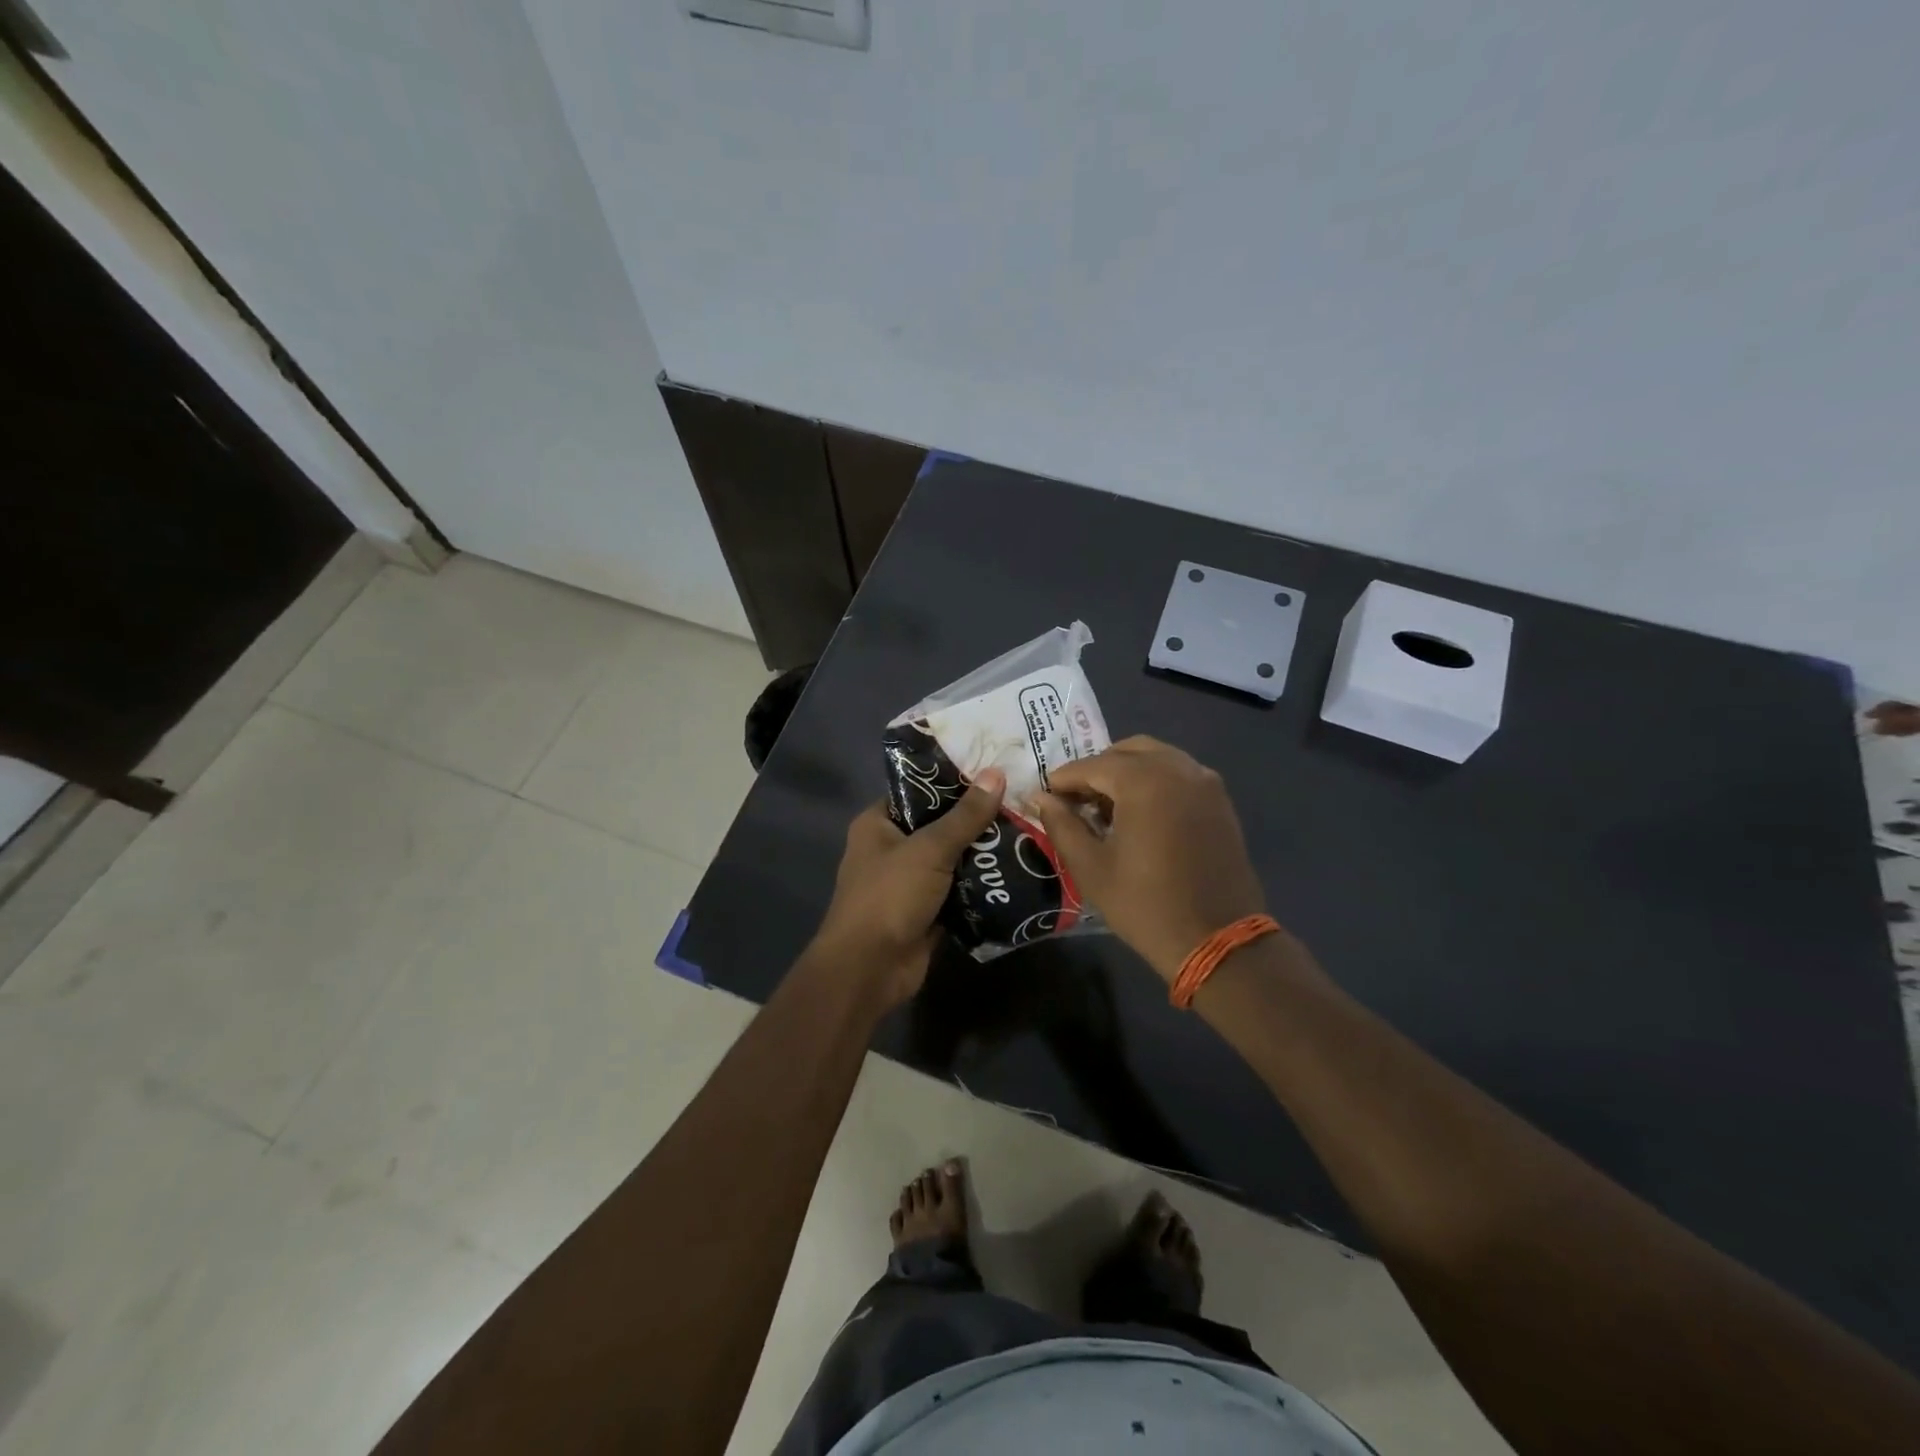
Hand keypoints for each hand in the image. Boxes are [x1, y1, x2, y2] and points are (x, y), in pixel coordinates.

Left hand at [812, 768, 1005, 1008]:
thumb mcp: (929, 849)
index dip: (953, 780)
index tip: (993, 771)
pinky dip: (981, 885)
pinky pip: (959, 890)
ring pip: (952, 859)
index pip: (918, 790)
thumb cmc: (890, 896)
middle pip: (939, 825)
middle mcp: (891, 848)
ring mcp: (909, 882)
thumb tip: (997, 773)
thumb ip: (965, 816)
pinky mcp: (927, 911)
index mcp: (878, 823)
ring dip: (982, 853)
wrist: (870, 969)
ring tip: (1026, 831)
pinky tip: (1017, 871)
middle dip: (976, 818)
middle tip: (1019, 801)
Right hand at [1034, 737, 1267, 980]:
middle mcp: (1178, 769)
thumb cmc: (1146, 905)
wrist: (1218, 941)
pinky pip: (1180, 774)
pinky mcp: (1220, 802)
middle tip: (1076, 800)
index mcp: (1144, 781)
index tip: (1045, 795)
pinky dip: (1155, 780)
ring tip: (1106, 807)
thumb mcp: (1091, 868)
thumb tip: (1042, 798)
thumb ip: (1062, 825)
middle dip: (1097, 769)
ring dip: (1127, 772)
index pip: (1092, 765)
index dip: (1064, 779)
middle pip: (1127, 751)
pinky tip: (1141, 814)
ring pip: (1157, 758)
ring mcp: (1205, 783)